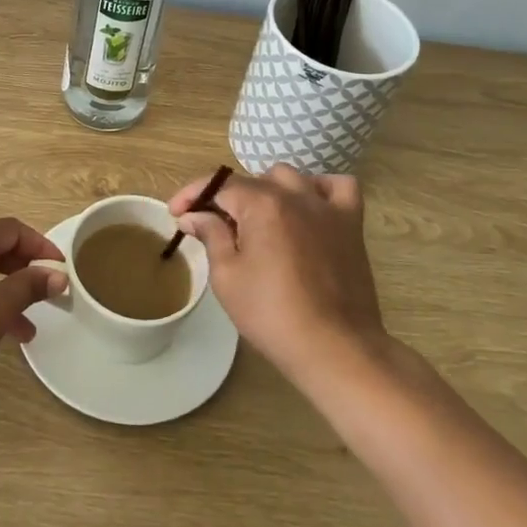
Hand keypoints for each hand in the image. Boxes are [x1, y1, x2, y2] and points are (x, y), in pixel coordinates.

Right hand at [170, 166, 388, 383]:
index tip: (175, 213)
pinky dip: (320, 189)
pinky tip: (308, 207)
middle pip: (252, 181)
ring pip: (290, 178)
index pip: (219, 185)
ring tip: (257, 219)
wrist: (335, 349)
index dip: (192, 195)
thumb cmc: (272, 315)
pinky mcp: (351, 223)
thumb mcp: (227, 277)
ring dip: (267, 190)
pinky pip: (338, 187)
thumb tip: (193, 215)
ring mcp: (327, 207)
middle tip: (213, 228)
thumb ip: (210, 236)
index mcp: (262, 203)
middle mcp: (295, 194)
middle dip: (226, 199)